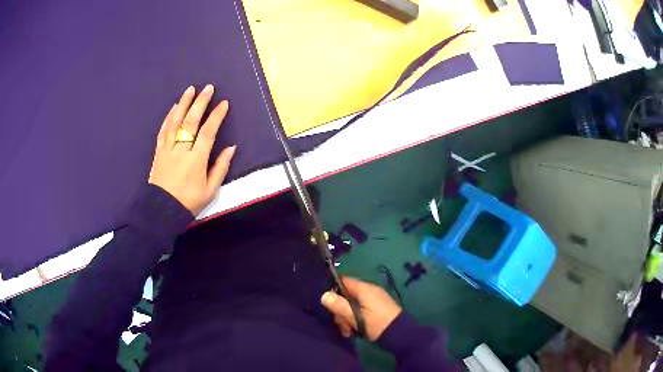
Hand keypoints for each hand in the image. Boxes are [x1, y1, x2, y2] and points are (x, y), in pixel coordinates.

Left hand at [148, 85, 235, 214]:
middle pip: (191, 122)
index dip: (216, 116)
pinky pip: (163, 130)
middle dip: (200, 103)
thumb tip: (231, 147)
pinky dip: (169, 117)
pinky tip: (174, 107)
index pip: (208, 133)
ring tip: (190, 89)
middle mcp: (181, 151)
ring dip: (183, 104)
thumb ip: (220, 167)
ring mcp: (168, 149)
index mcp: (196, 161)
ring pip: (175, 122)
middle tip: (208, 88)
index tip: (223, 103)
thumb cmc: (188, 202)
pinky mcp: (159, 151)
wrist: (161, 210)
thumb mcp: (210, 191)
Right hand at [321, 276, 401, 340]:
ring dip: (347, 318)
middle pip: (346, 295)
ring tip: (349, 332)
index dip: (333, 290)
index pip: (343, 281)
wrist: (401, 334)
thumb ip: (339, 306)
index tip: (329, 305)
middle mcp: (369, 291)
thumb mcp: (355, 317)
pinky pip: (361, 309)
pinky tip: (355, 331)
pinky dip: (356, 319)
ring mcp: (374, 299)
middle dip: (340, 310)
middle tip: (342, 325)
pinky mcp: (377, 308)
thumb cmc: (377, 324)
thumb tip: (324, 295)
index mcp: (364, 289)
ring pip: (352, 305)